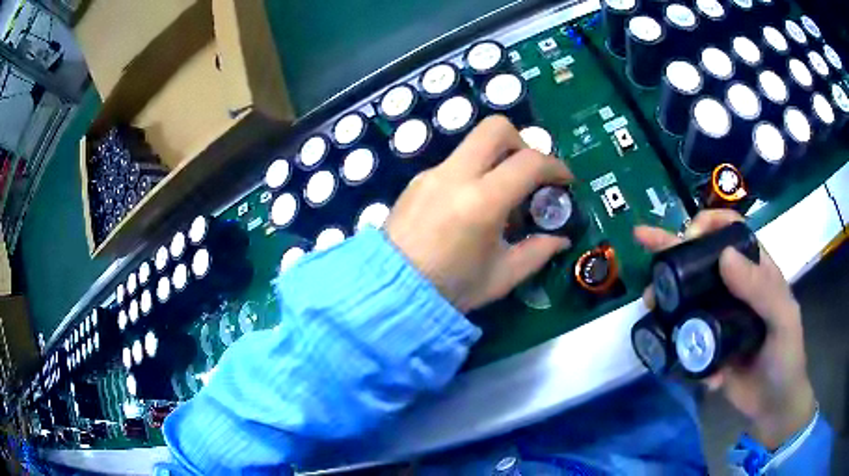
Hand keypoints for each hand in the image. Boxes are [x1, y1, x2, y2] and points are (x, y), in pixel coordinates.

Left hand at [386, 116, 572, 312]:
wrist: (389, 292)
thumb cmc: (449, 290)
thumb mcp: (501, 277)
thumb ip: (537, 253)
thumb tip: (561, 239)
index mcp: (481, 202)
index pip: (529, 162)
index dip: (556, 166)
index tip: (565, 181)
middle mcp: (455, 176)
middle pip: (496, 128)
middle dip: (522, 143)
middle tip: (530, 174)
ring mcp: (431, 174)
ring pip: (473, 144)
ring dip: (497, 159)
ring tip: (501, 199)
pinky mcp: (417, 181)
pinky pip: (455, 163)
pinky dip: (474, 173)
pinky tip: (470, 208)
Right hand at [635, 210, 814, 448]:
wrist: (771, 405)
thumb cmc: (785, 356)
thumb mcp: (782, 319)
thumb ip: (761, 288)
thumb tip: (724, 256)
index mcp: (755, 270)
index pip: (730, 230)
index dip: (709, 224)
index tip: (689, 236)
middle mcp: (732, 287)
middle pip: (699, 259)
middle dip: (671, 249)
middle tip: (643, 241)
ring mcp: (716, 317)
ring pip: (685, 298)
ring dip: (665, 298)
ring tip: (650, 306)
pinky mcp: (704, 345)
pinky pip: (683, 337)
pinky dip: (676, 344)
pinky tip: (679, 358)